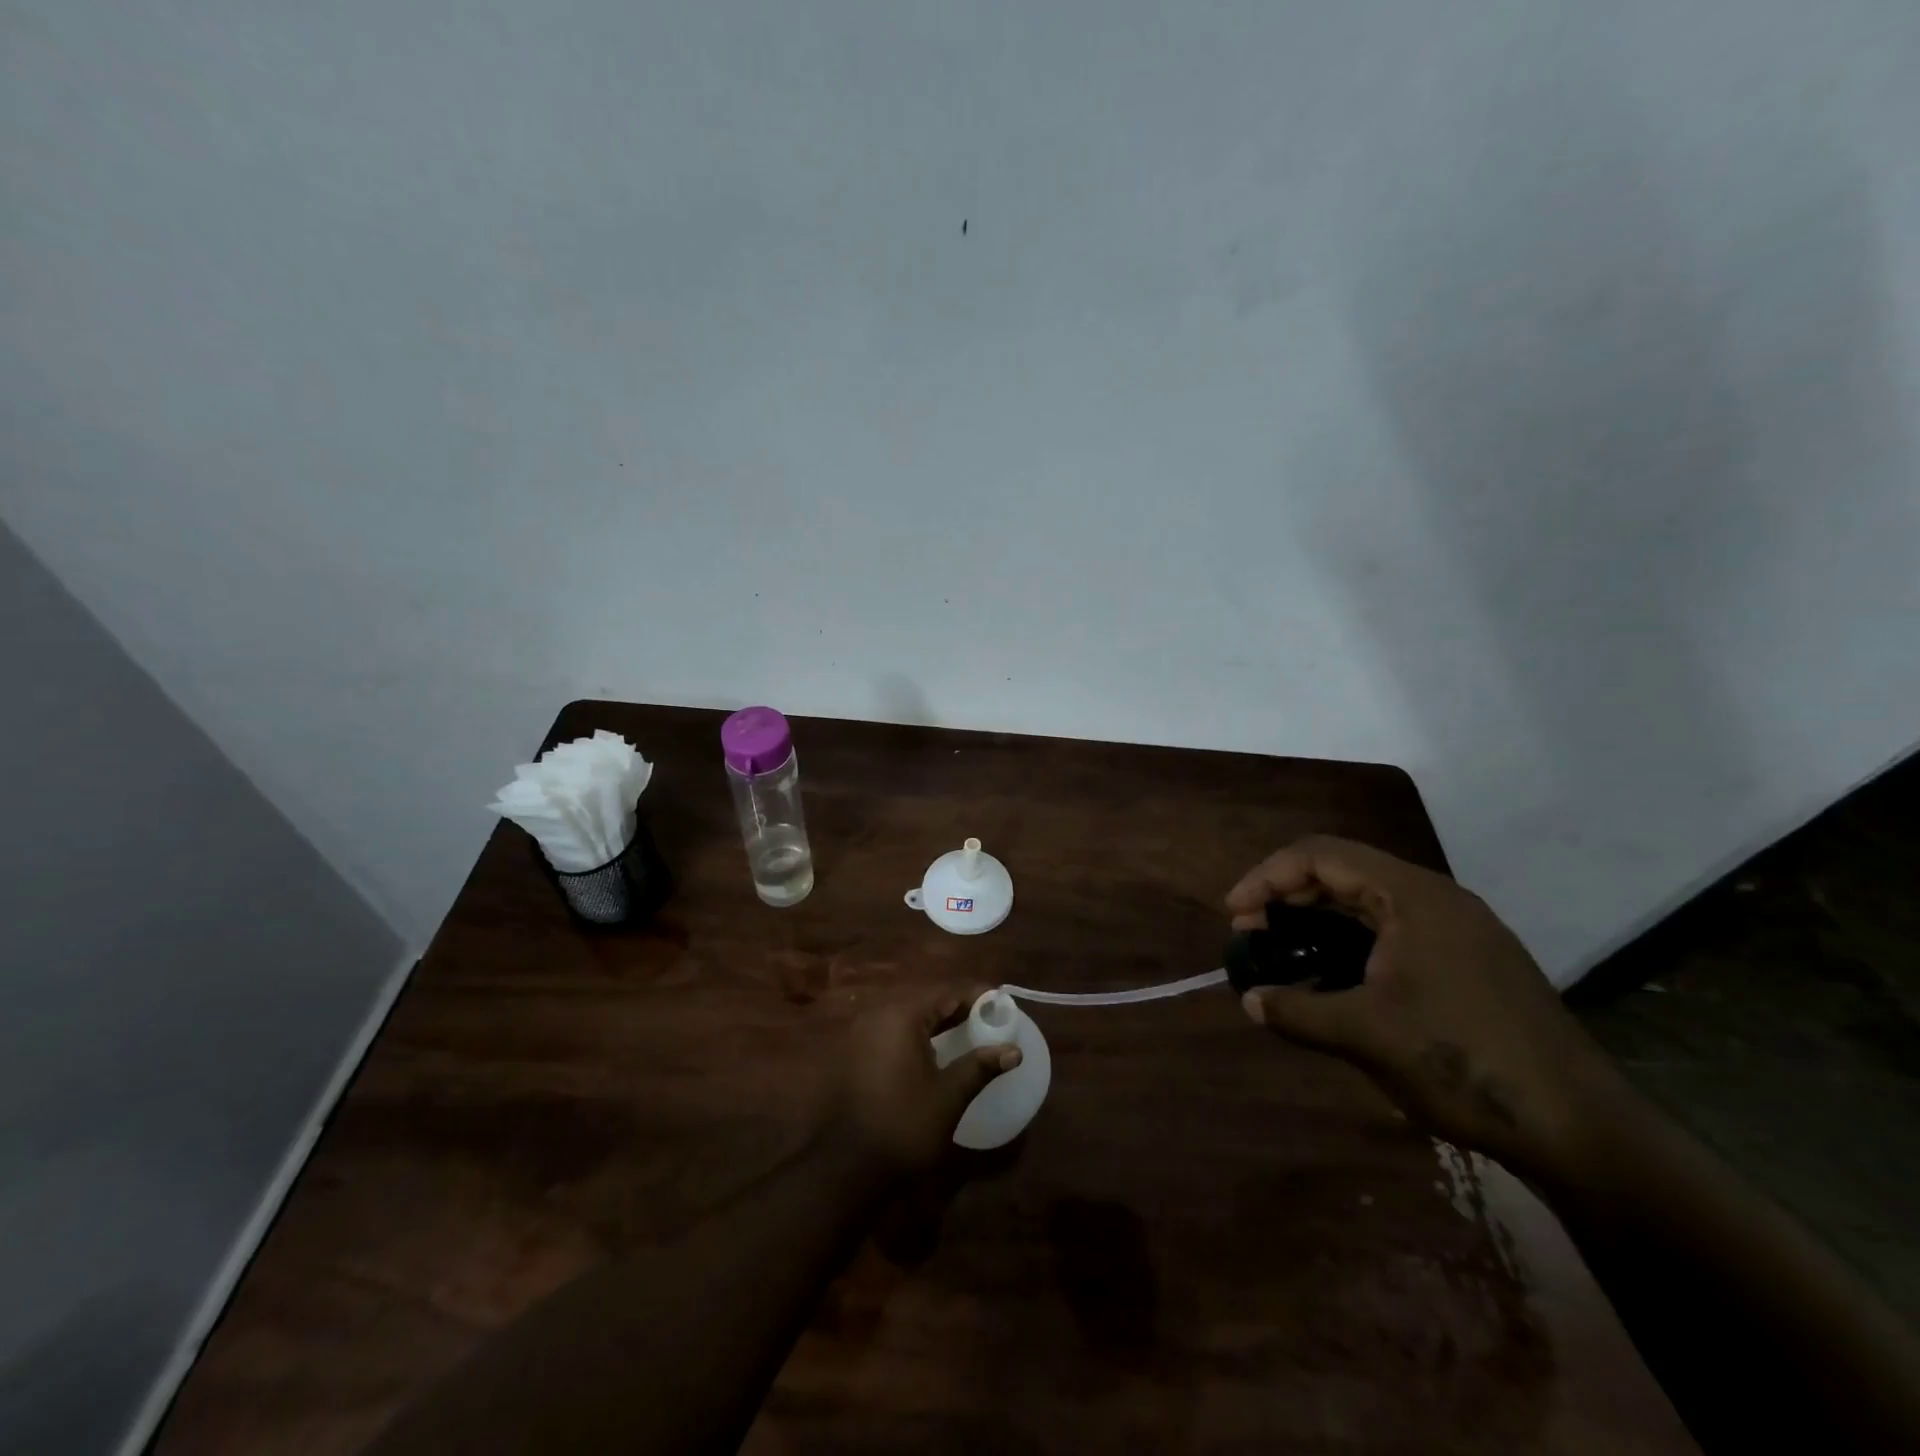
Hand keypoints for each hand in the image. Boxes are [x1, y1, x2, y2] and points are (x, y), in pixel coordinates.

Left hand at [824, 986, 1021, 1175]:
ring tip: (971, 1030)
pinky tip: (939, 1050)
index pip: (945, 994)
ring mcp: (866, 1035)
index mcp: (901, 1017)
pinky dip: (921, 1035)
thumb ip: (980, 1067)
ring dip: (940, 1021)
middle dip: (959, 1008)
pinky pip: (898, 1032)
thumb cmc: (904, 1125)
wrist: (850, 1168)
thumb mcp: (948, 1095)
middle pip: (928, 1002)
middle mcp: (880, 1016)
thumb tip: (1014, 1050)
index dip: (975, 997)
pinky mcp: (861, 1055)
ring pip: (912, 1017)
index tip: (1002, 1003)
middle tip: (991, 1018)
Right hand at [1228, 836, 1630, 1184]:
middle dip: (1289, 896)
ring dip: (1318, 918)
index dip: (1268, 877)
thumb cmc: (1464, 1062)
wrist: (1581, 1129)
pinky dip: (1350, 942)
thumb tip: (1249, 1000)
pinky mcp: (1468, 963)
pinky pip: (1393, 932)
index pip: (1322, 855)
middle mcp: (1436, 900)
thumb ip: (1297, 1010)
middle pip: (1344, 871)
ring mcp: (1457, 931)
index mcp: (1413, 896)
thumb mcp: (1366, 1035)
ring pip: (1369, 903)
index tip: (1235, 914)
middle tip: (1251, 932)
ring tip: (1282, 950)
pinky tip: (1332, 977)